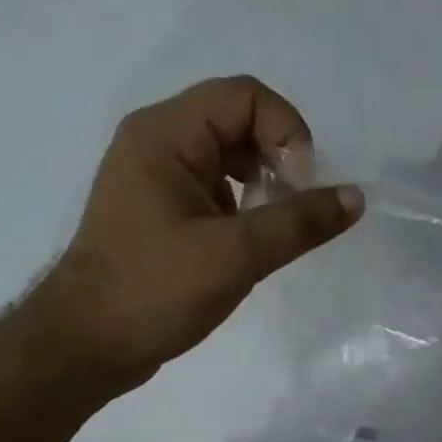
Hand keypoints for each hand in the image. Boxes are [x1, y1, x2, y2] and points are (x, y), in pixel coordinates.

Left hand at [39, 77, 362, 390]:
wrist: (86, 346)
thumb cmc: (154, 292)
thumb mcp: (235, 255)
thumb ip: (299, 223)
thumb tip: (355, 198)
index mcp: (164, 134)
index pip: (245, 96)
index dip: (287, 132)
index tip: (301, 188)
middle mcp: (156, 143)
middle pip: (238, 122)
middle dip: (278, 160)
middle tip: (295, 211)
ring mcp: (155, 178)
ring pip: (229, 158)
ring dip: (263, 186)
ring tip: (276, 231)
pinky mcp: (160, 212)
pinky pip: (214, 189)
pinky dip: (243, 208)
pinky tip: (251, 246)